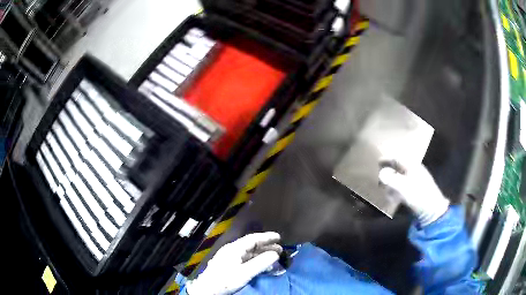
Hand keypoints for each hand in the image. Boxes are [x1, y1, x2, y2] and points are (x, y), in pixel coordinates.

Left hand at [186, 232, 281, 294]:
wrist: (207, 290)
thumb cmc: (226, 280)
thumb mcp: (245, 273)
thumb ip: (261, 263)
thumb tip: (275, 254)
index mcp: (234, 248)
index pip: (252, 239)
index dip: (266, 237)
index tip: (279, 237)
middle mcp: (231, 250)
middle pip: (251, 246)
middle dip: (266, 247)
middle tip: (280, 250)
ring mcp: (229, 258)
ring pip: (249, 254)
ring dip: (262, 255)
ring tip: (274, 259)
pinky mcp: (228, 266)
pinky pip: (245, 260)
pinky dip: (255, 262)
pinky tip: (262, 267)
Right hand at [379, 163, 449, 225]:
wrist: (432, 210)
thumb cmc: (418, 196)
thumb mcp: (403, 187)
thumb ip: (391, 179)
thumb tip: (381, 174)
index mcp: (412, 166)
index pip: (397, 158)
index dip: (387, 159)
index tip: (378, 162)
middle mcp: (415, 170)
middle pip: (399, 167)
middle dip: (389, 171)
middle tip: (380, 176)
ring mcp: (417, 180)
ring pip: (401, 177)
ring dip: (392, 183)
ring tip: (386, 191)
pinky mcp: (418, 190)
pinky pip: (405, 186)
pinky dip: (397, 190)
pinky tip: (394, 198)